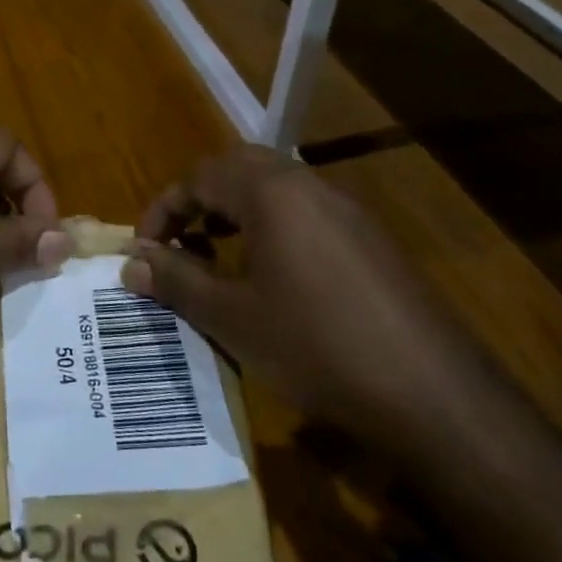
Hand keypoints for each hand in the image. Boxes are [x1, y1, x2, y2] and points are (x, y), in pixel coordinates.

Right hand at [121, 147, 490, 451]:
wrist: (431, 393)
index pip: (199, 177)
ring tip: (218, 258)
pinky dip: (274, 229)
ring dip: (237, 212)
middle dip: (200, 200)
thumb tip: (130, 262)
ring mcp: (348, 211)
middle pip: (238, 169)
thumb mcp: (231, 317)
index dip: (163, 209)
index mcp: (271, 192)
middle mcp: (310, 186)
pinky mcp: (373, 240)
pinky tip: (274, 280)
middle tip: (180, 243)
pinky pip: (307, 214)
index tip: (143, 250)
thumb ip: (176, 281)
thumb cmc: (314, 346)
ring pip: (276, 189)